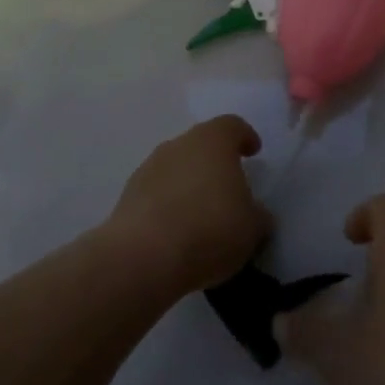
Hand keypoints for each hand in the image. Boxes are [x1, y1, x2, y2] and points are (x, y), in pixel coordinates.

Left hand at [105, 116, 271, 299]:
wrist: (143, 257)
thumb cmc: (209, 229)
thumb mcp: (252, 228)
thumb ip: (257, 215)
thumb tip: (256, 214)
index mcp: (213, 140)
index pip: (233, 126)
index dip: (245, 137)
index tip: (253, 152)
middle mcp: (179, 144)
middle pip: (201, 144)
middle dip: (215, 162)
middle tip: (229, 187)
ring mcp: (149, 168)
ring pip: (177, 168)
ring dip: (189, 184)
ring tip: (201, 214)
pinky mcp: (127, 196)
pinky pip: (157, 193)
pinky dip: (168, 205)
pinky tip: (177, 232)